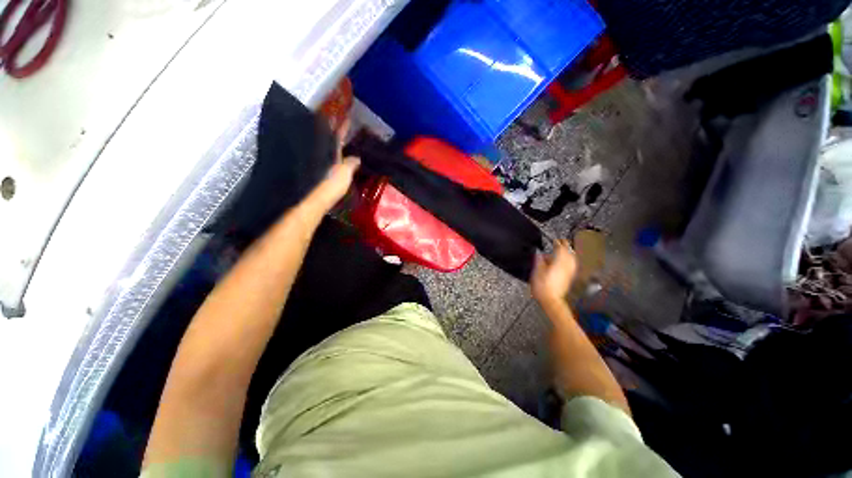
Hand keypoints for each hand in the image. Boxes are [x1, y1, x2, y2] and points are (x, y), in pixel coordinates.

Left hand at [301, 118, 359, 216]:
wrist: (314, 199)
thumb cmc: (331, 183)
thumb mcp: (345, 173)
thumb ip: (351, 164)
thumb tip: (356, 157)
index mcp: (330, 151)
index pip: (337, 135)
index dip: (343, 126)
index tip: (346, 117)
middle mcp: (321, 154)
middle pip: (327, 140)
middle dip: (333, 131)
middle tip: (339, 123)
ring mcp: (317, 163)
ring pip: (324, 149)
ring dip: (330, 144)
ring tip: (339, 140)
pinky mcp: (315, 172)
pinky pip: (324, 160)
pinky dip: (330, 157)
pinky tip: (334, 159)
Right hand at [531, 239, 577, 306]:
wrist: (551, 300)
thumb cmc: (543, 286)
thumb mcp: (536, 271)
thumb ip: (539, 260)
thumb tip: (539, 253)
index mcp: (559, 262)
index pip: (561, 248)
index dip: (558, 243)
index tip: (555, 240)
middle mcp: (566, 266)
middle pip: (569, 253)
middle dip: (565, 247)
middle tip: (561, 242)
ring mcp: (569, 272)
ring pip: (572, 259)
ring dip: (569, 253)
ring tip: (564, 251)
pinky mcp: (569, 278)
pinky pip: (571, 266)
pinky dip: (569, 261)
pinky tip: (565, 262)